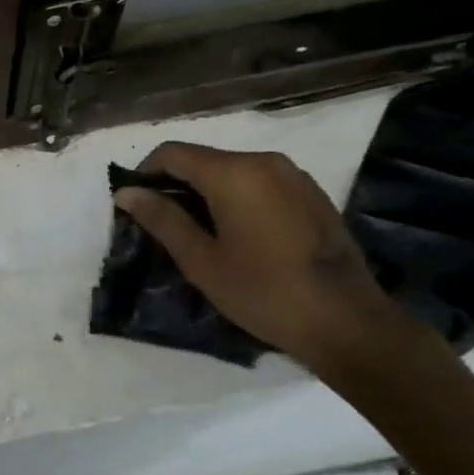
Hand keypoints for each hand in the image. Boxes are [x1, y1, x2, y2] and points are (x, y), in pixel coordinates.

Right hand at [113, 141, 406, 369]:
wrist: (346, 321)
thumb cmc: (263, 291)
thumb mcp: (201, 260)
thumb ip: (162, 219)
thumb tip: (126, 192)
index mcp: (233, 173)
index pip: (172, 153)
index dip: (144, 173)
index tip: (132, 205)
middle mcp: (264, 161)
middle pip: (203, 159)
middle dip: (174, 184)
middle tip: (159, 225)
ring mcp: (293, 175)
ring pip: (232, 171)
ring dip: (205, 192)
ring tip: (196, 232)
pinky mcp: (311, 193)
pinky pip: (259, 183)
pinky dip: (236, 197)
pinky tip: (235, 234)